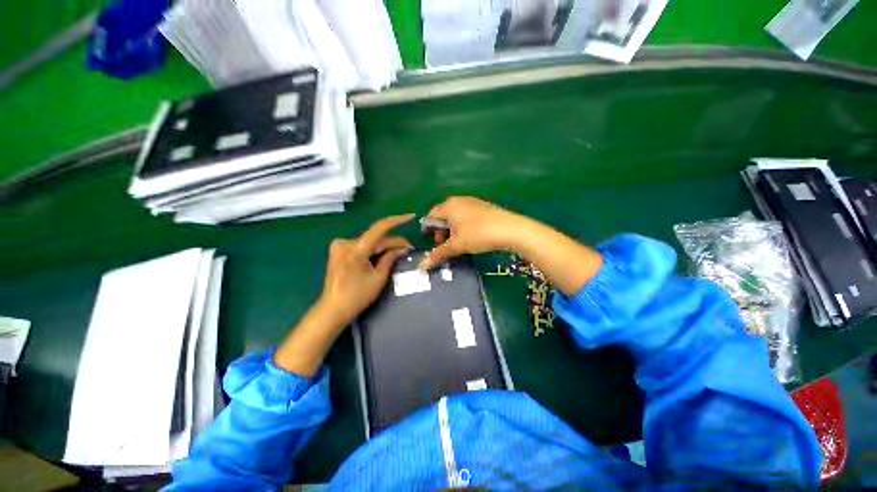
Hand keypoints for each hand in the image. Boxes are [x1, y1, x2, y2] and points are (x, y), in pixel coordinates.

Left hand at [274, 214, 413, 375]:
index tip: (410, 217)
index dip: (396, 221)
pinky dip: (374, 249)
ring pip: (370, 242)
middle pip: (375, 238)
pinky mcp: (339, 251)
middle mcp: (345, 243)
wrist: (332, 309)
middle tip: (409, 247)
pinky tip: (385, 253)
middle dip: (393, 242)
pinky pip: (362, 246)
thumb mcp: (378, 278)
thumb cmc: (357, 297)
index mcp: (355, 250)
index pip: (379, 228)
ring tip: (400, 251)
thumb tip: (401, 248)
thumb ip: (389, 258)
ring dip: (384, 246)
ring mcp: (340, 246)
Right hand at [420, 196, 602, 295]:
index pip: (431, 215)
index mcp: (449, 205)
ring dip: (452, 229)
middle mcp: (459, 200)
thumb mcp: (457, 245)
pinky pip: (466, 215)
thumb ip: (438, 254)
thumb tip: (422, 266)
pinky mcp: (483, 207)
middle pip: (443, 215)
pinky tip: (470, 237)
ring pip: (456, 216)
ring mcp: (472, 202)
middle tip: (444, 245)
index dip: (429, 230)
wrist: (511, 229)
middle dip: (441, 231)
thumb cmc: (478, 234)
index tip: (432, 243)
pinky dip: (463, 226)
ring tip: (457, 243)